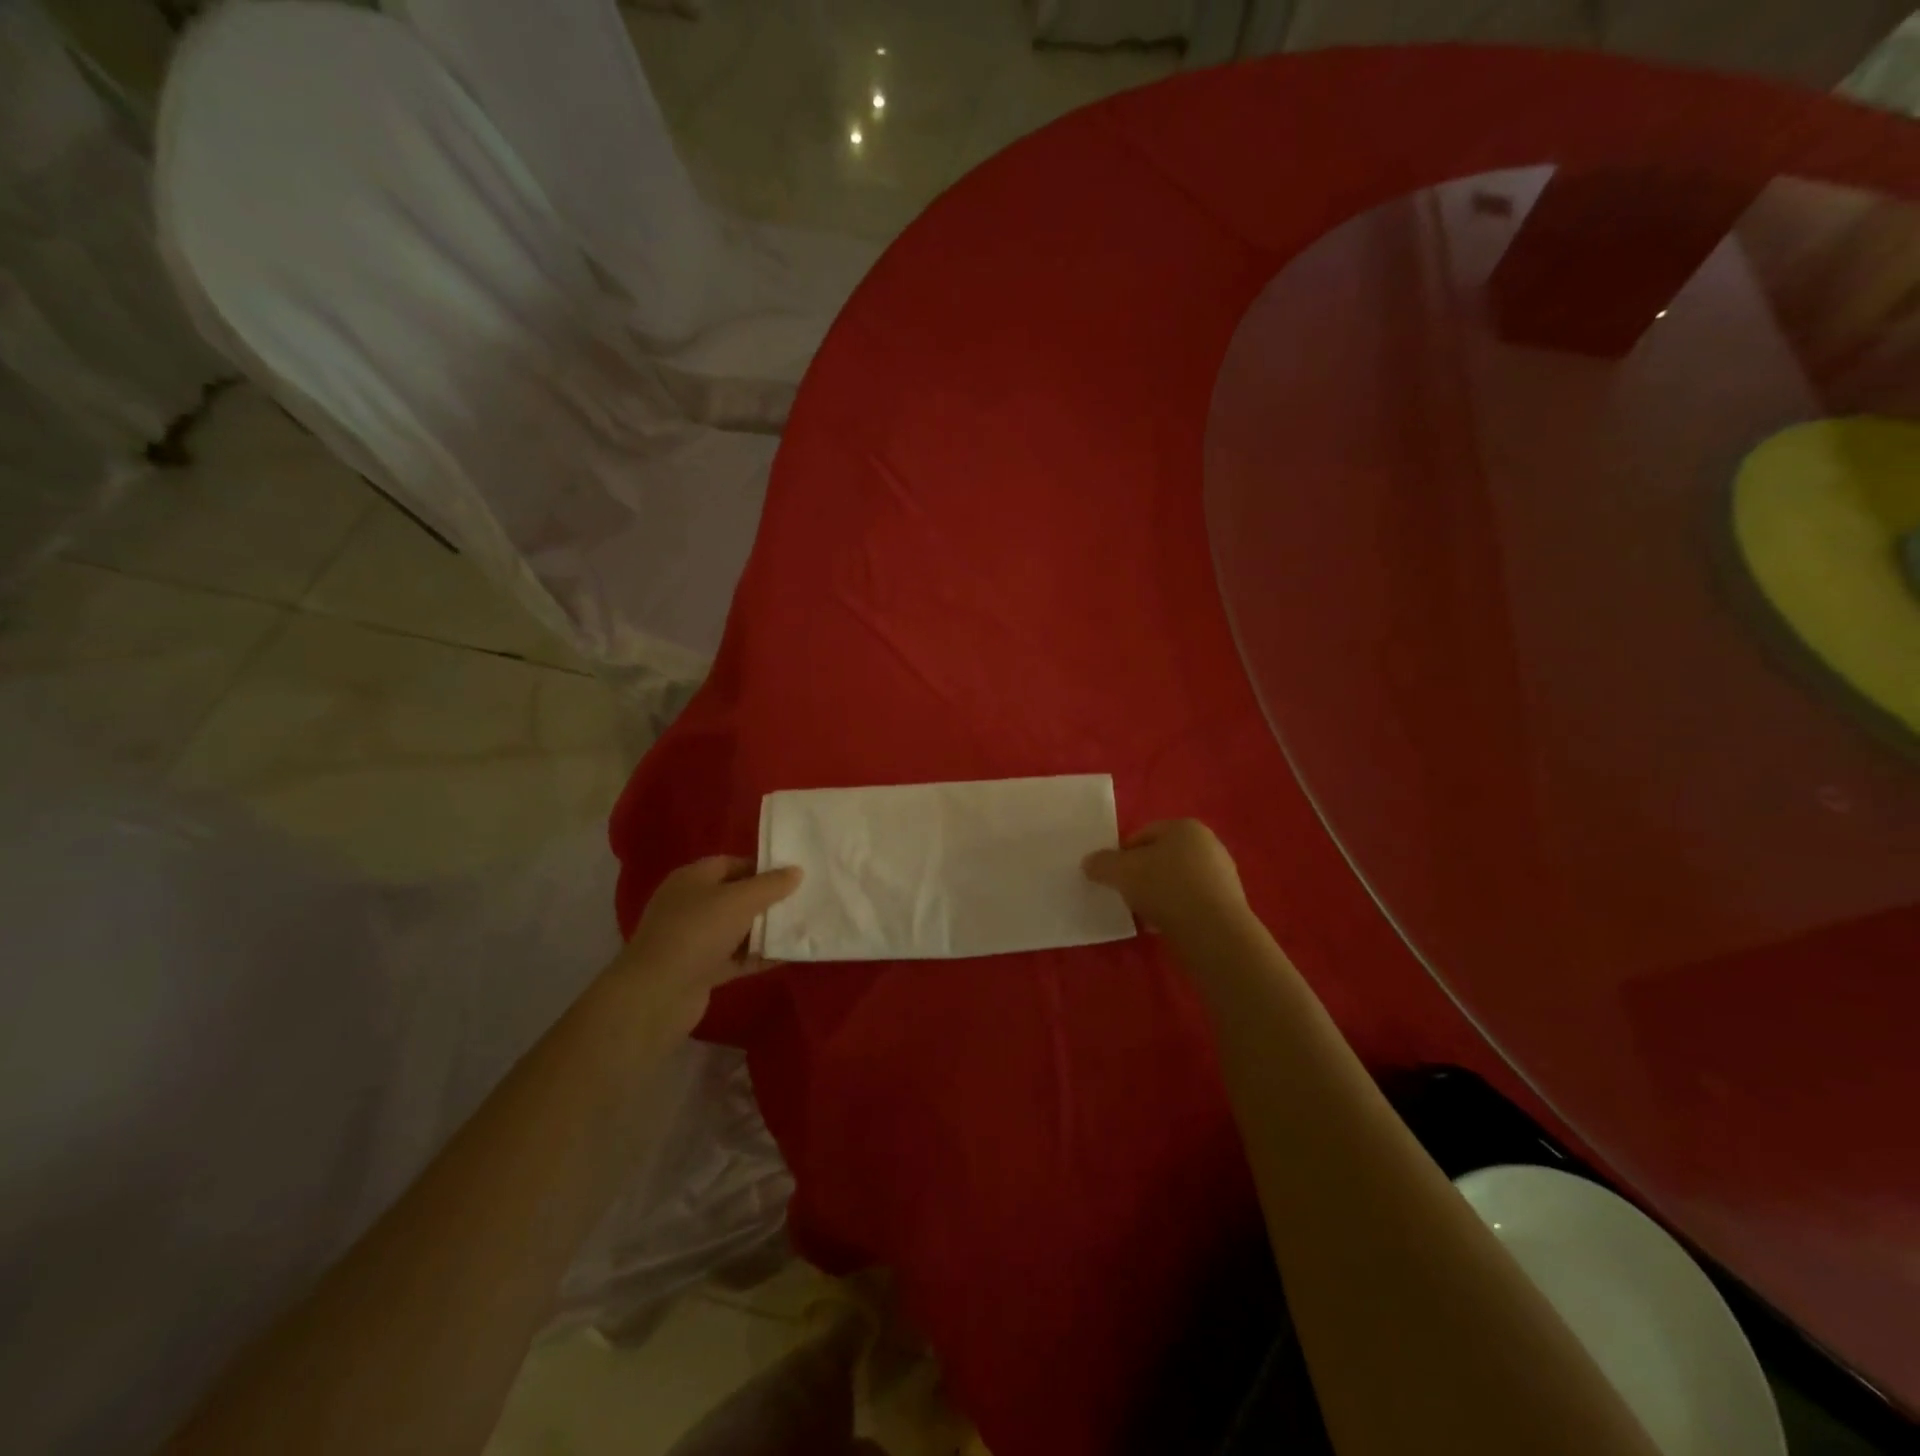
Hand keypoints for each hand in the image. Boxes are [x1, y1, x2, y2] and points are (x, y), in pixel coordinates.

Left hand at [611, 857, 800, 1037]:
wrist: (658, 993)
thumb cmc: (698, 931)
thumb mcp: (740, 900)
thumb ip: (771, 884)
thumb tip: (796, 871)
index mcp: (692, 879)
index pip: (731, 864)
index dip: (761, 868)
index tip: (792, 876)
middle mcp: (690, 904)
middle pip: (735, 896)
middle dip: (766, 900)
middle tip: (801, 902)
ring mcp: (693, 939)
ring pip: (736, 929)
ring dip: (764, 930)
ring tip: (800, 928)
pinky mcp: (700, 969)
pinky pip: (735, 957)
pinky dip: (757, 957)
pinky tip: (786, 957)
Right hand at [1083, 820, 1247, 937]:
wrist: (1214, 932)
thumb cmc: (1165, 888)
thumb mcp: (1121, 871)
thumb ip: (1101, 863)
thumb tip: (1090, 863)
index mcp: (1184, 827)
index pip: (1142, 835)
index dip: (1122, 855)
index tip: (1112, 877)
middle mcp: (1208, 844)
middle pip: (1161, 858)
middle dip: (1141, 875)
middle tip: (1125, 895)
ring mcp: (1222, 875)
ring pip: (1176, 881)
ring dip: (1157, 895)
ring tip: (1143, 914)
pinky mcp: (1228, 904)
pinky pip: (1191, 902)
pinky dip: (1175, 910)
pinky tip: (1164, 926)